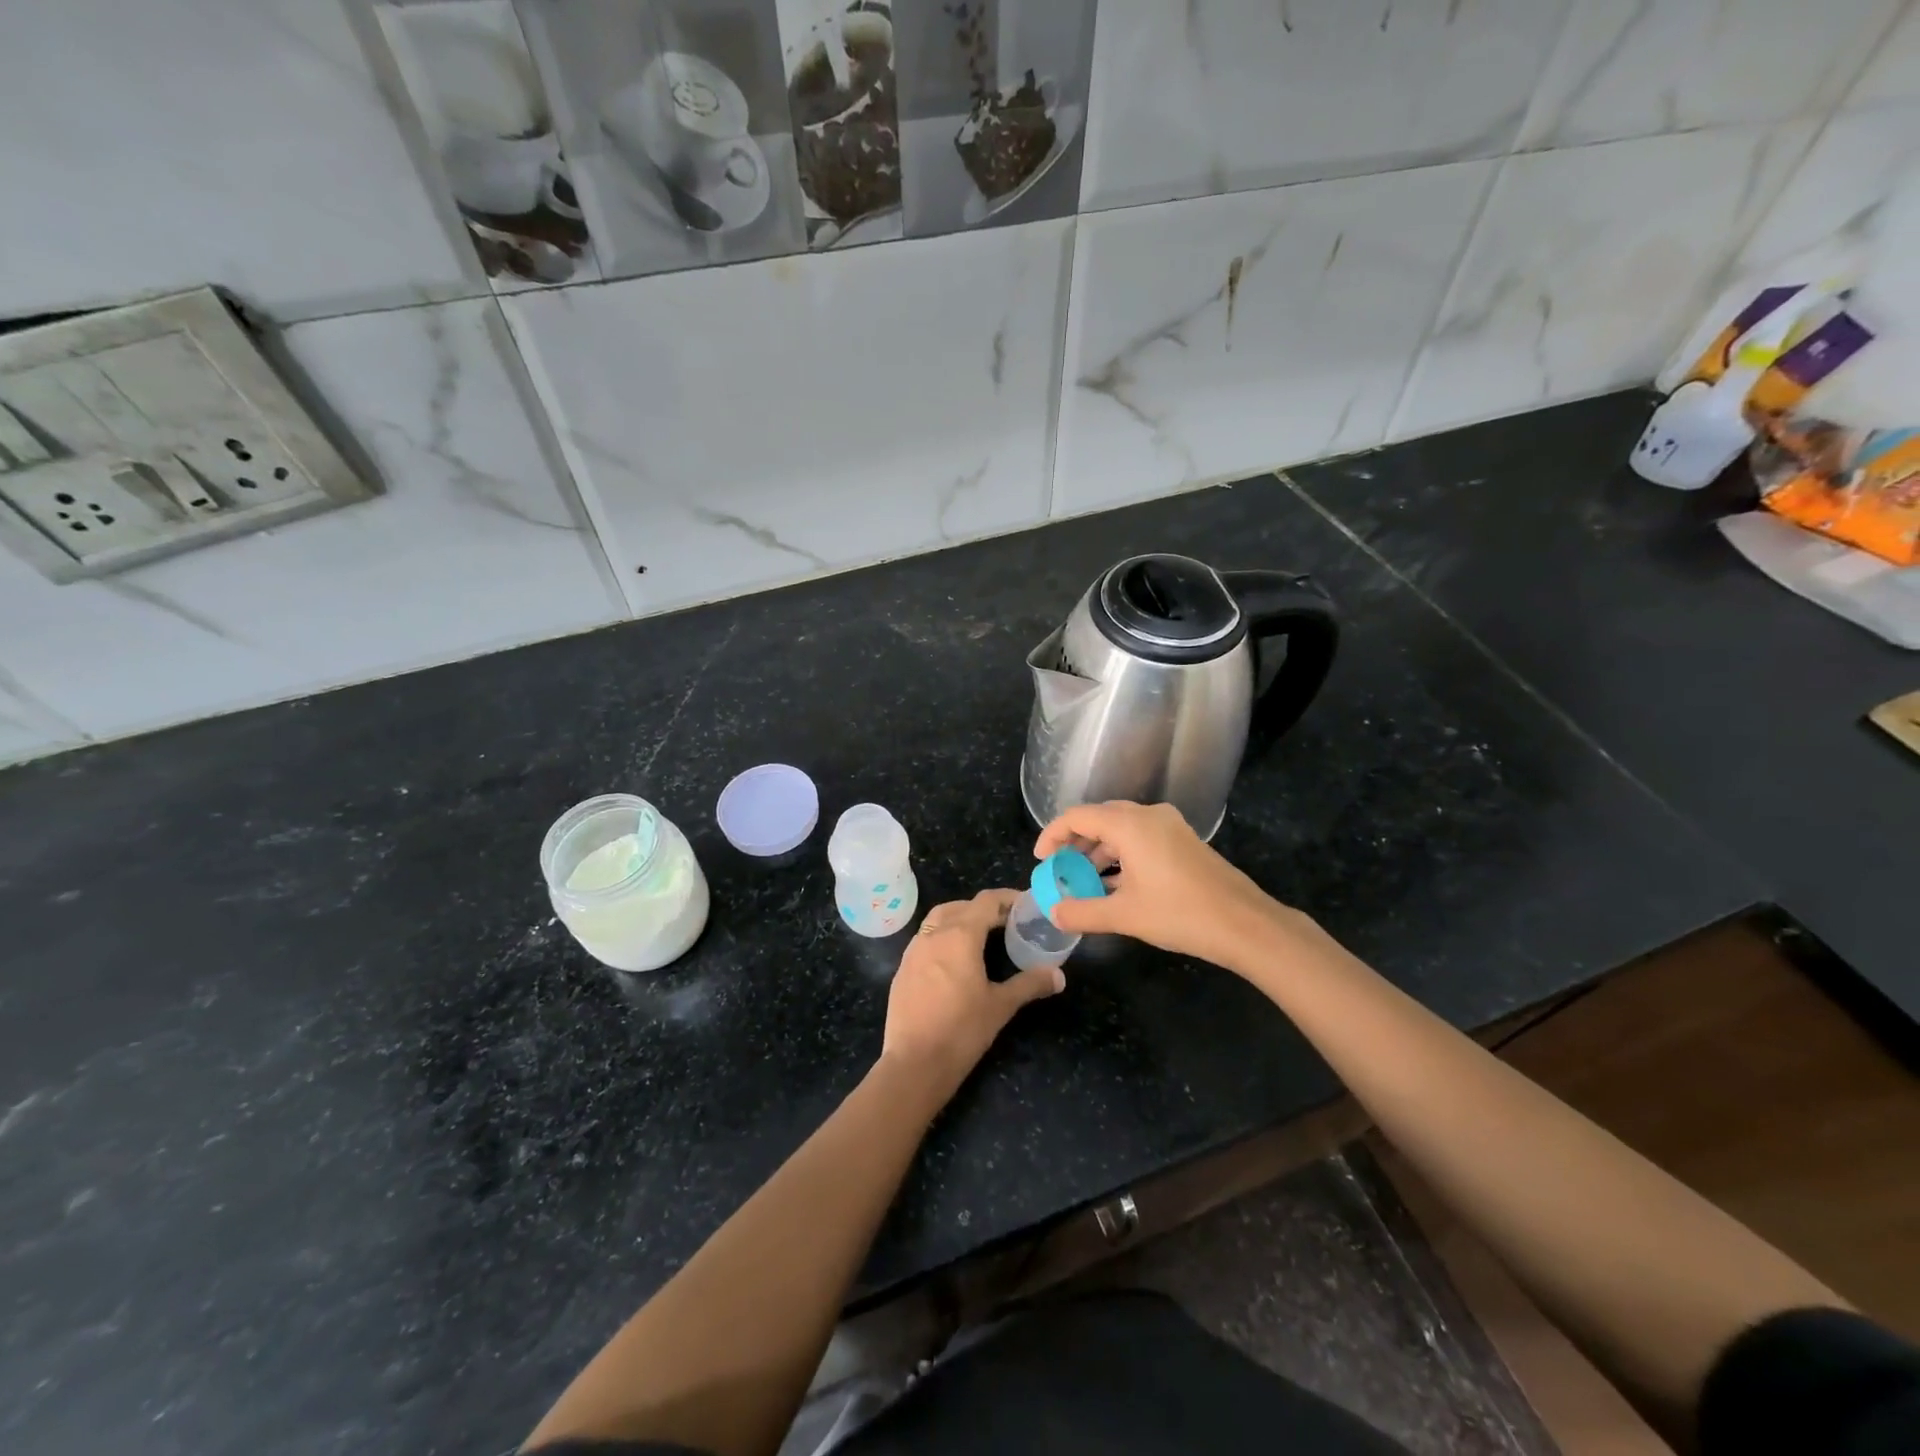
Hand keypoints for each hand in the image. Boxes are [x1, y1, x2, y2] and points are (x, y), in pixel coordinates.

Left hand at [880, 889, 1063, 1094]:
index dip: (1006, 898)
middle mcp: (933, 934)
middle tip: (1005, 922)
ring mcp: (913, 951)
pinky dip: (942, 937)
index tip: (1025, 905)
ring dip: (960, 919)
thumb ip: (1030, 984)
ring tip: (980, 936)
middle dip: (983, 908)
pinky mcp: (902, 969)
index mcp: (960, 935)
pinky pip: (925, 939)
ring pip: (938, 919)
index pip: (985, 901)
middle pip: (960, 906)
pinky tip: (954, 960)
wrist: (914, 1063)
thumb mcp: (1001, 1006)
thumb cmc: (962, 1030)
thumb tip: (1059, 975)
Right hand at [1034, 801, 1290, 971]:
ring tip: (1084, 881)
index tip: (1040, 860)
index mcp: (1130, 824)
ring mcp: (1170, 827)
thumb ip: (1083, 912)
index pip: (1079, 816)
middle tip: (1059, 869)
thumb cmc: (1180, 914)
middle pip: (1100, 818)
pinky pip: (1140, 839)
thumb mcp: (1124, 915)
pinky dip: (1121, 856)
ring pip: (1121, 829)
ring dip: (1098, 852)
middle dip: (1075, 843)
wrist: (1245, 925)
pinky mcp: (1183, 842)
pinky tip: (1114, 885)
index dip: (1053, 834)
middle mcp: (1149, 816)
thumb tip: (1054, 912)